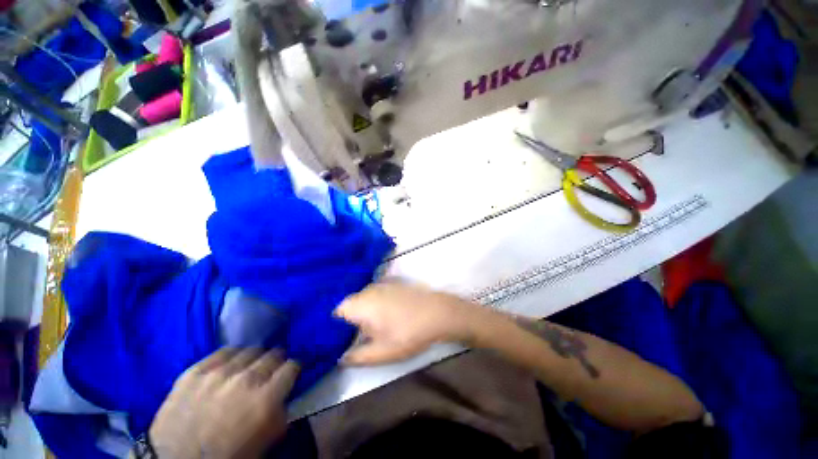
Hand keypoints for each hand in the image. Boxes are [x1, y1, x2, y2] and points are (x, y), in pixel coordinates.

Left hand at [148, 348, 299, 458]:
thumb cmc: (228, 456)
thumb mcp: (266, 441)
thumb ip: (281, 412)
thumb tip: (285, 393)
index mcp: (266, 399)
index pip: (292, 366)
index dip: (293, 370)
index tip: (289, 375)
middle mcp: (246, 380)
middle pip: (273, 354)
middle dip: (276, 362)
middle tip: (270, 372)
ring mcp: (218, 373)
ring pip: (250, 350)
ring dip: (254, 359)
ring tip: (249, 368)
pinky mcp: (195, 371)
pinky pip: (223, 351)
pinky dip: (231, 356)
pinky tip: (230, 364)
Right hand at [335, 282, 486, 364]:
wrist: (437, 313)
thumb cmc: (407, 333)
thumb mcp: (380, 353)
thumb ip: (357, 357)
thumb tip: (341, 358)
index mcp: (360, 304)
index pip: (337, 311)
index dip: (336, 325)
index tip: (340, 338)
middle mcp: (368, 289)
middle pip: (351, 303)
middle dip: (351, 318)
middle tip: (357, 334)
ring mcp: (382, 284)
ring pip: (365, 297)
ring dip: (365, 310)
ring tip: (373, 326)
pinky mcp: (395, 283)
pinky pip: (378, 293)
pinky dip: (377, 302)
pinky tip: (388, 314)